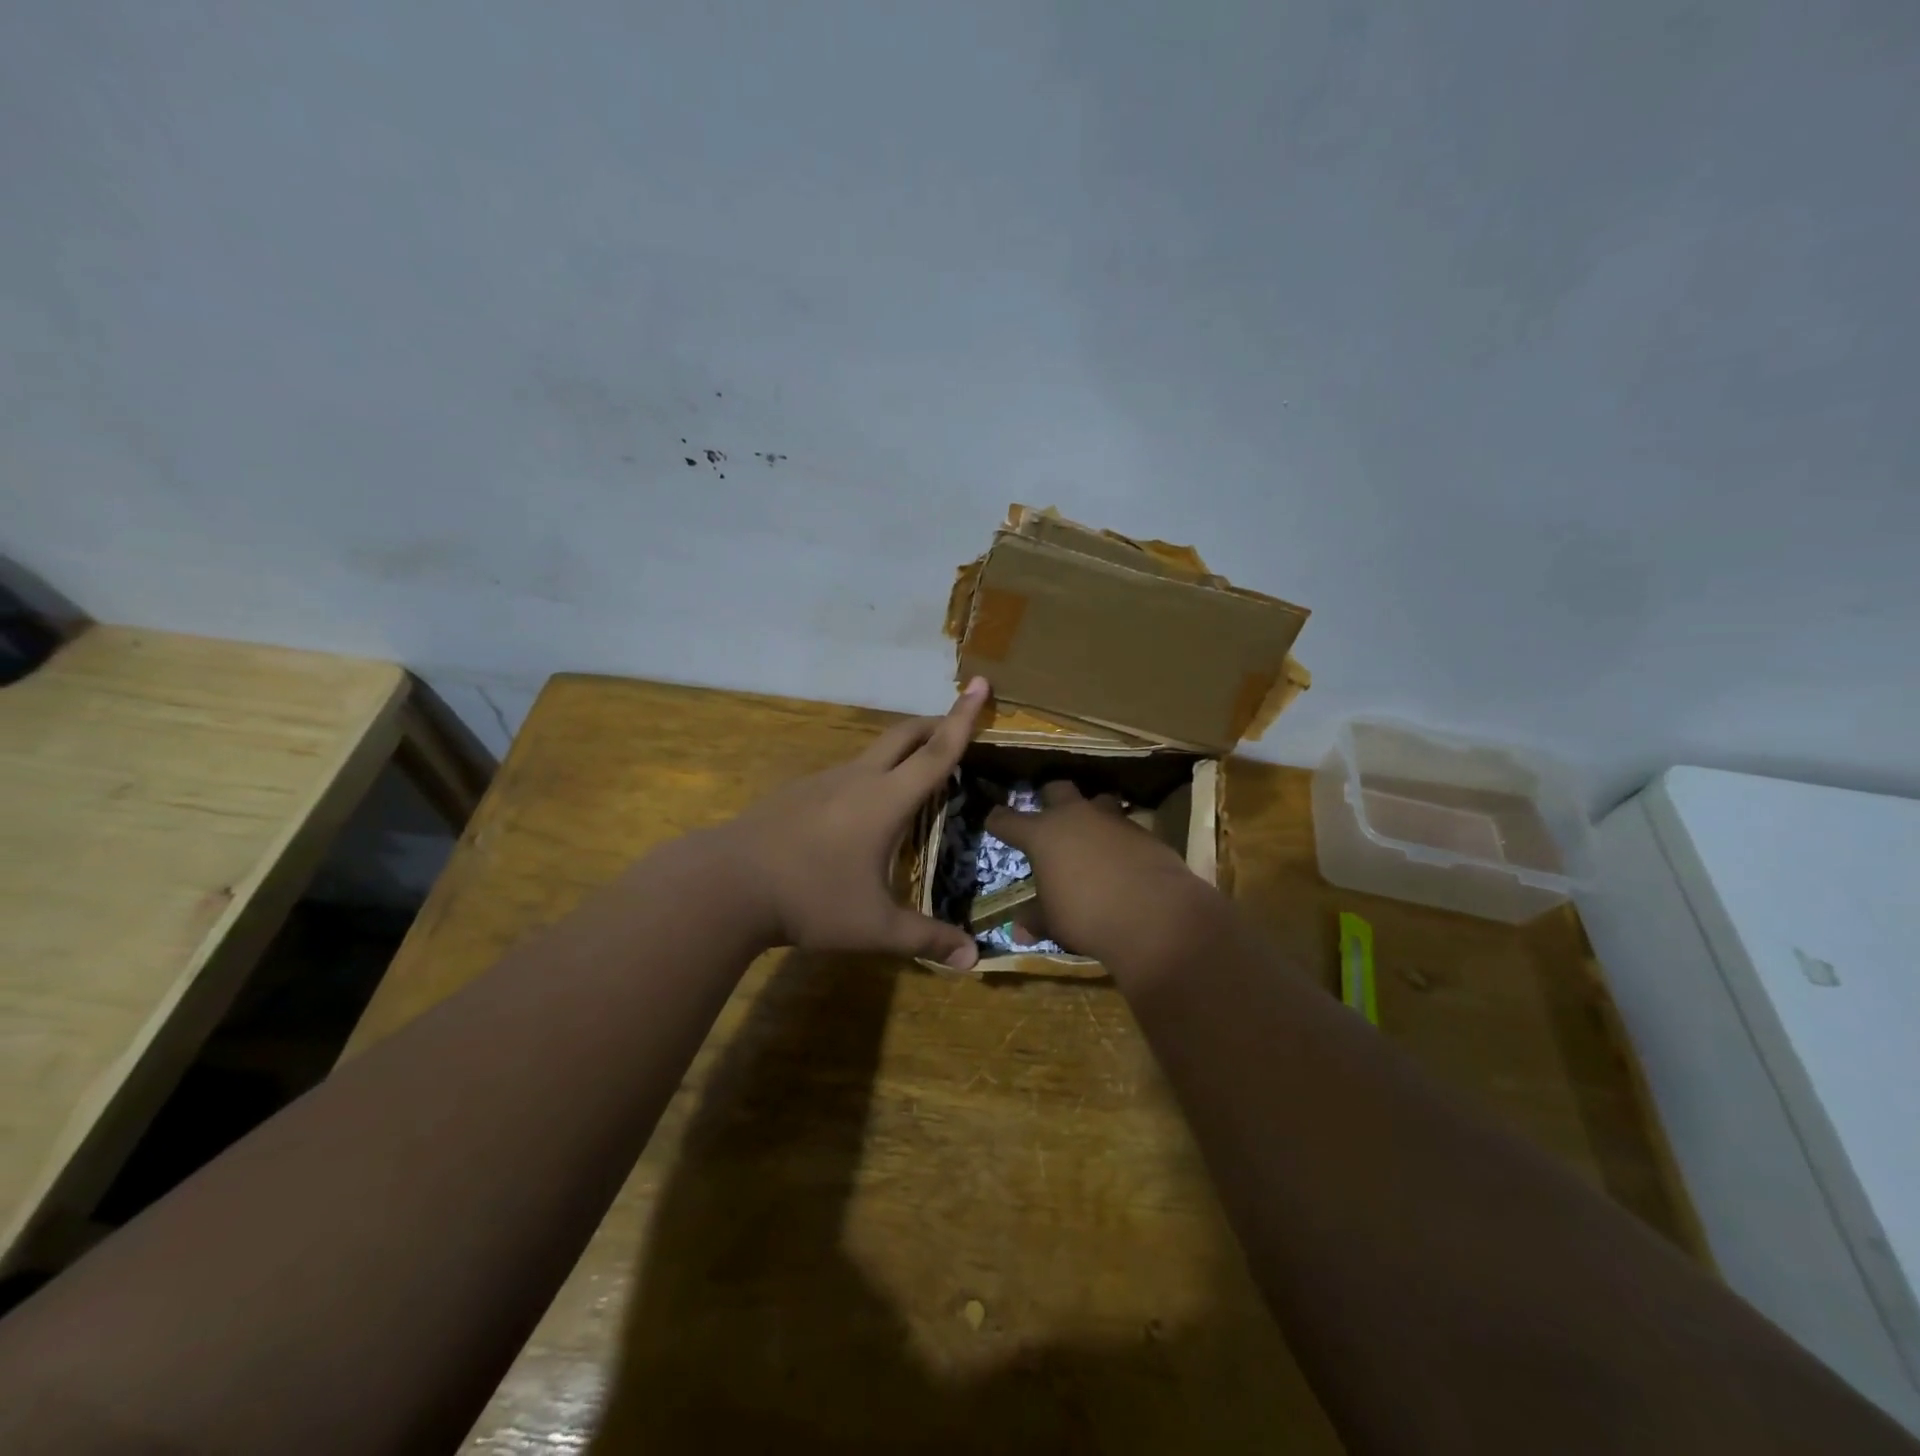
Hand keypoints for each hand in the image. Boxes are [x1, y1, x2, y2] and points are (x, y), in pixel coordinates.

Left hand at [712, 678, 989, 968]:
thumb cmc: (810, 899)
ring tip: (914, 778)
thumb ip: (925, 939)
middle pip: (904, 735)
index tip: (979, 682)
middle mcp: (857, 779)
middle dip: (934, 723)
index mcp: (885, 799)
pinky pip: (844, 774)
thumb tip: (972, 959)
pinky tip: (858, 814)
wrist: (724, 884)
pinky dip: (868, 777)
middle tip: (956, 725)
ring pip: (872, 753)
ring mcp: (821, 782)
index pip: (937, 752)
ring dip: (900, 753)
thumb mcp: (874, 927)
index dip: (963, 718)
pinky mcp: (796, 793)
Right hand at [986, 781, 1219, 968]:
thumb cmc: (1087, 916)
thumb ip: (1035, 919)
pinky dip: (1118, 837)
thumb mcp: (1053, 922)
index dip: (998, 821)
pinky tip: (1121, 857)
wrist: (1154, 915)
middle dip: (1049, 799)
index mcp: (1042, 834)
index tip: (993, 821)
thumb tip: (1018, 930)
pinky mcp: (1143, 831)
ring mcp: (1111, 819)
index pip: (1007, 820)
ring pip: (1096, 800)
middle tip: (1047, 817)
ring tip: (1090, 833)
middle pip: (1056, 789)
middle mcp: (1075, 816)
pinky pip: (1124, 825)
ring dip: (1090, 813)